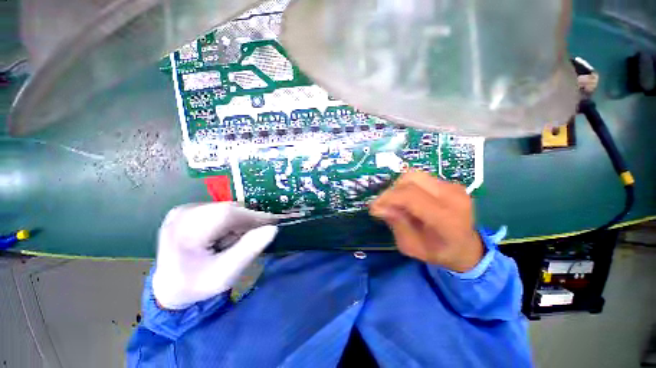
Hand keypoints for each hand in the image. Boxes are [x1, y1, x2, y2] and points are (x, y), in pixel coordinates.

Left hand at [152, 202, 278, 309]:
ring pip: (226, 208)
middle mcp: (182, 214)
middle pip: (227, 209)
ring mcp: (183, 210)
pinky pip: (219, 210)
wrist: (170, 288)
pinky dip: (230, 221)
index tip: (273, 222)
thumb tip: (272, 228)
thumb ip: (249, 250)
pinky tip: (227, 235)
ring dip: (239, 222)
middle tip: (258, 234)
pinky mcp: (188, 211)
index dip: (254, 216)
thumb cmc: (196, 285)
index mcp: (184, 231)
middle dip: (247, 221)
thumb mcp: (225, 275)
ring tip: (238, 239)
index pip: (227, 214)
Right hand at [370, 171, 483, 271]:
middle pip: (411, 179)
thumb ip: (396, 224)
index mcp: (446, 218)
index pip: (411, 196)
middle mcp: (453, 197)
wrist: (467, 247)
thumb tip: (378, 206)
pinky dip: (408, 187)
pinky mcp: (450, 183)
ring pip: (414, 175)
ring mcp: (454, 187)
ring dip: (399, 187)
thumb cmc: (438, 252)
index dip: (388, 198)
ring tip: (396, 202)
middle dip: (391, 191)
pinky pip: (421, 178)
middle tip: (384, 205)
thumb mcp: (411, 246)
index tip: (374, 207)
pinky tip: (408, 200)